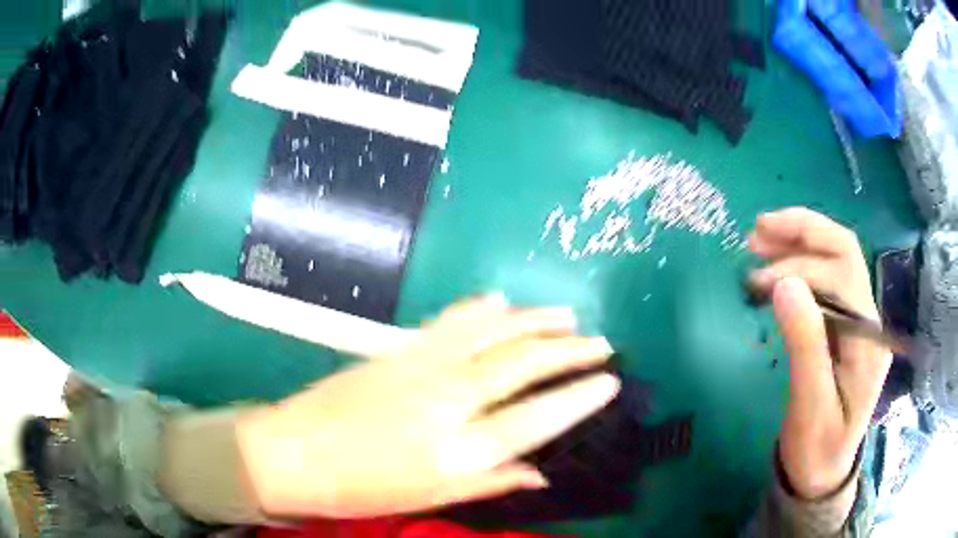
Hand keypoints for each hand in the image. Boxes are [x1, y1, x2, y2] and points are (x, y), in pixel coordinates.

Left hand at [236, 296, 619, 518]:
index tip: (611, 380)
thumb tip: (541, 472)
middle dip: (569, 351)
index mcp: (456, 450)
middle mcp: (445, 401)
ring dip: (535, 322)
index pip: (536, 418)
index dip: (579, 397)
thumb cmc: (362, 490)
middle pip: (521, 366)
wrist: (294, 453)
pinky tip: (502, 301)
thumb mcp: (430, 498)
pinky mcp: (397, 350)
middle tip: (602, 343)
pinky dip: (480, 310)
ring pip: (492, 334)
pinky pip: (448, 322)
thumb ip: (489, 480)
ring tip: (568, 316)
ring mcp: (419, 367)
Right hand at [748, 208, 890, 499]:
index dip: (801, 265)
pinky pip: (825, 281)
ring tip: (758, 240)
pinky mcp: (844, 326)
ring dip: (798, 242)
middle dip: (802, 232)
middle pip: (843, 252)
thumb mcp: (810, 406)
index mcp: (868, 338)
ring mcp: (859, 320)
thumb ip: (805, 345)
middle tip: (756, 232)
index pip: (842, 272)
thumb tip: (784, 285)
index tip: (758, 282)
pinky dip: (798, 264)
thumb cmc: (817, 448)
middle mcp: (869, 318)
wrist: (821, 473)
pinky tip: (775, 267)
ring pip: (834, 259)